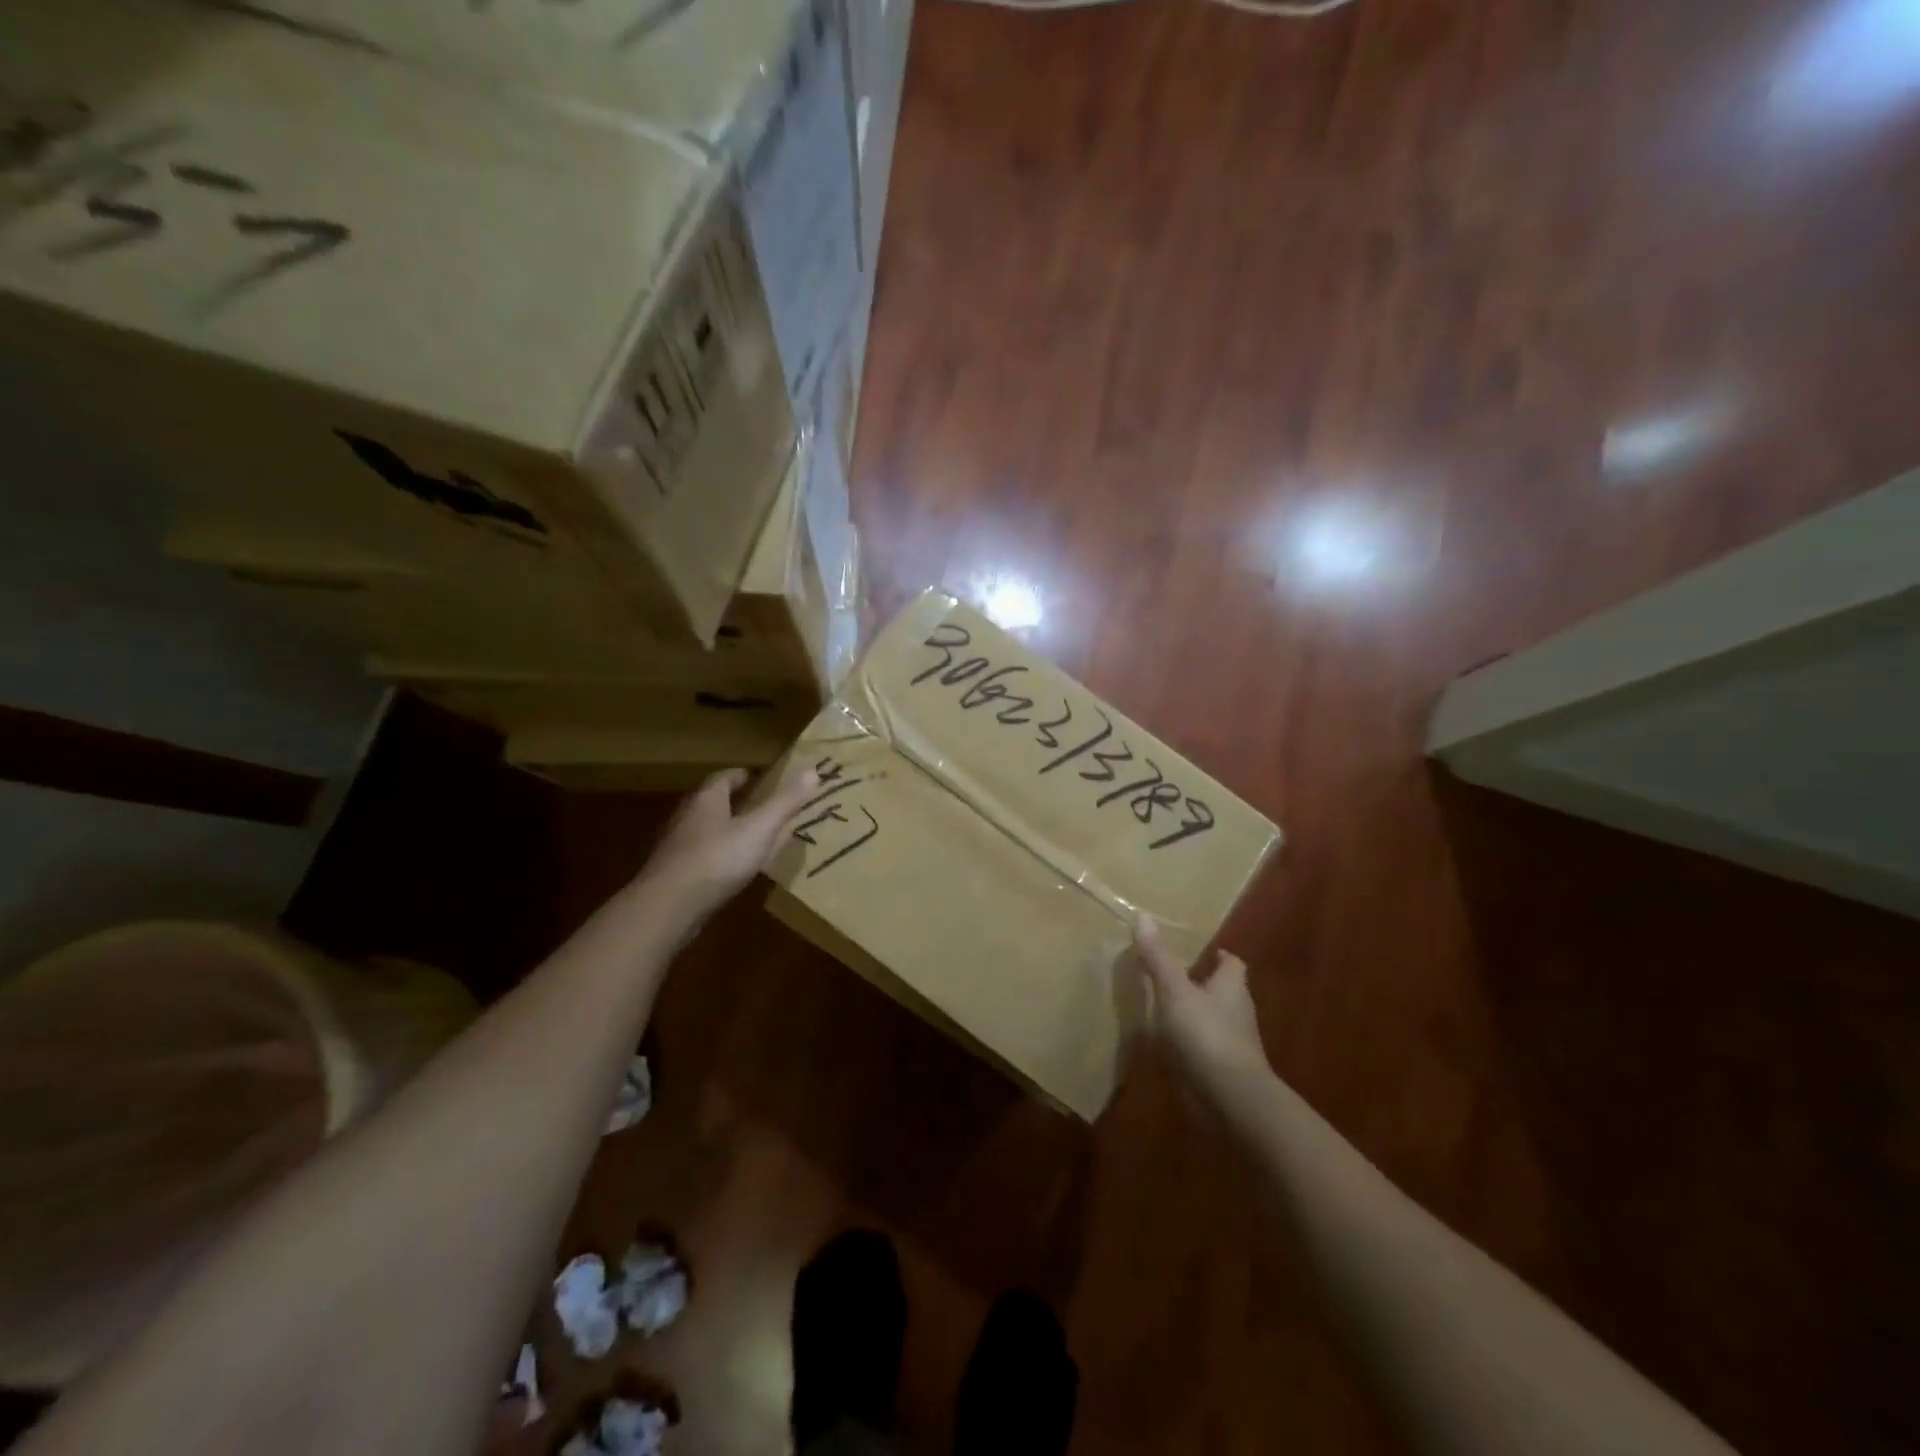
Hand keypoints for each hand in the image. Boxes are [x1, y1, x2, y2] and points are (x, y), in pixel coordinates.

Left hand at [638, 767, 819, 920]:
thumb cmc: (717, 859)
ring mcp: (677, 848)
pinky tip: (731, 871)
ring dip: (725, 831)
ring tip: (751, 839)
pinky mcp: (674, 876)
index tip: (760, 778)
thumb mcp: (760, 829)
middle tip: (760, 807)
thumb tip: (812, 771)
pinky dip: (718, 858)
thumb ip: (785, 803)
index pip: (724, 778)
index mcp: (707, 801)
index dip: (743, 776)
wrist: (668, 907)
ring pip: (705, 831)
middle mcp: (688, 818)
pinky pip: (700, 858)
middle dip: (735, 802)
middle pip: (712, 803)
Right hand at [1133, 915, 1270, 1104]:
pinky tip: (1166, 1046)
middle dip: (1203, 984)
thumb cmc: (1206, 1034)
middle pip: (1223, 992)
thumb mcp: (1175, 991)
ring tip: (1163, 1009)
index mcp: (1232, 987)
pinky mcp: (1221, 1072)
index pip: (1232, 964)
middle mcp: (1237, 1012)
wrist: (1231, 1099)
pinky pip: (1204, 1050)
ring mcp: (1232, 1045)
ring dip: (1194, 1015)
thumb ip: (1158, 958)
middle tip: (1173, 976)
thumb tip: (1143, 915)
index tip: (1203, 952)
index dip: (1219, 957)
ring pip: (1213, 1021)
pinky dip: (1189, 1045)